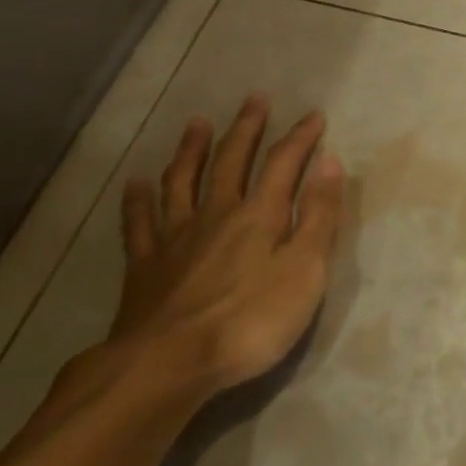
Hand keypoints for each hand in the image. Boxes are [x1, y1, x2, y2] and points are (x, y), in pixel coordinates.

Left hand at [105, 94, 344, 394]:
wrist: (168, 366)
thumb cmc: (250, 321)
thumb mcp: (305, 270)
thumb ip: (320, 215)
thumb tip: (330, 162)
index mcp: (259, 215)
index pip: (284, 163)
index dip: (300, 137)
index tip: (314, 115)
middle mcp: (217, 213)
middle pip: (232, 161)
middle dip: (247, 129)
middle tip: (255, 99)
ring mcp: (176, 238)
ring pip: (183, 181)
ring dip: (192, 150)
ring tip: (197, 123)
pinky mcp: (144, 267)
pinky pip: (140, 224)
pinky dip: (138, 201)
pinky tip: (136, 184)